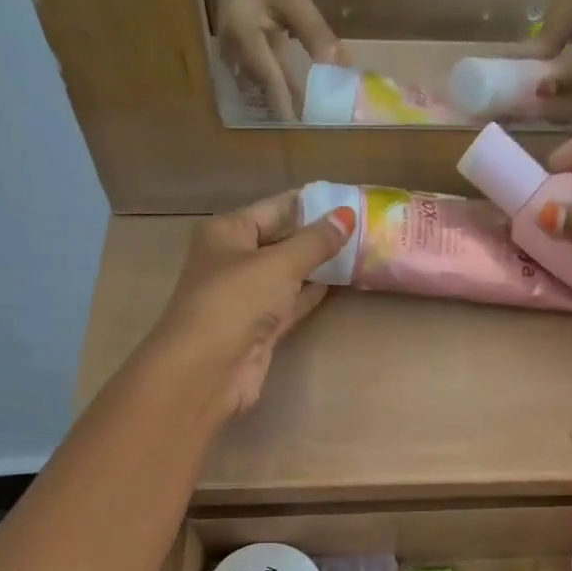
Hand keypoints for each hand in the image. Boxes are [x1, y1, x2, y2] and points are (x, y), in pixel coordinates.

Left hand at [148, 192, 355, 415]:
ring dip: (317, 266)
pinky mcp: (259, 328)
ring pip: (287, 274)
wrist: (208, 369)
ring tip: (358, 253)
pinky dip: (310, 294)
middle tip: (363, 228)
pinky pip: (290, 302)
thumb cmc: (236, 302)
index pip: (274, 209)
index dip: (310, 205)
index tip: (349, 201)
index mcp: (226, 232)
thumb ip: (315, 242)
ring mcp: (245, 297)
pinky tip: (338, 284)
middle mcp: (232, 260)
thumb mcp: (279, 264)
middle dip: (316, 236)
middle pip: (280, 241)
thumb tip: (347, 216)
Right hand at [197, 0, 343, 119]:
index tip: (310, 134)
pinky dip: (287, 81)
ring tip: (317, 118)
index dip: (292, 110)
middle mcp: (236, 51)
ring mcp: (239, 48)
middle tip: (320, 132)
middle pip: (267, 91)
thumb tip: (338, 68)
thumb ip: (314, 32)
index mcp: (244, 39)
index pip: (272, 85)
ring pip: (267, 83)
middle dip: (293, 109)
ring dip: (290, 98)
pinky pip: (268, 70)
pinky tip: (308, 91)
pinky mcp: (247, 43)